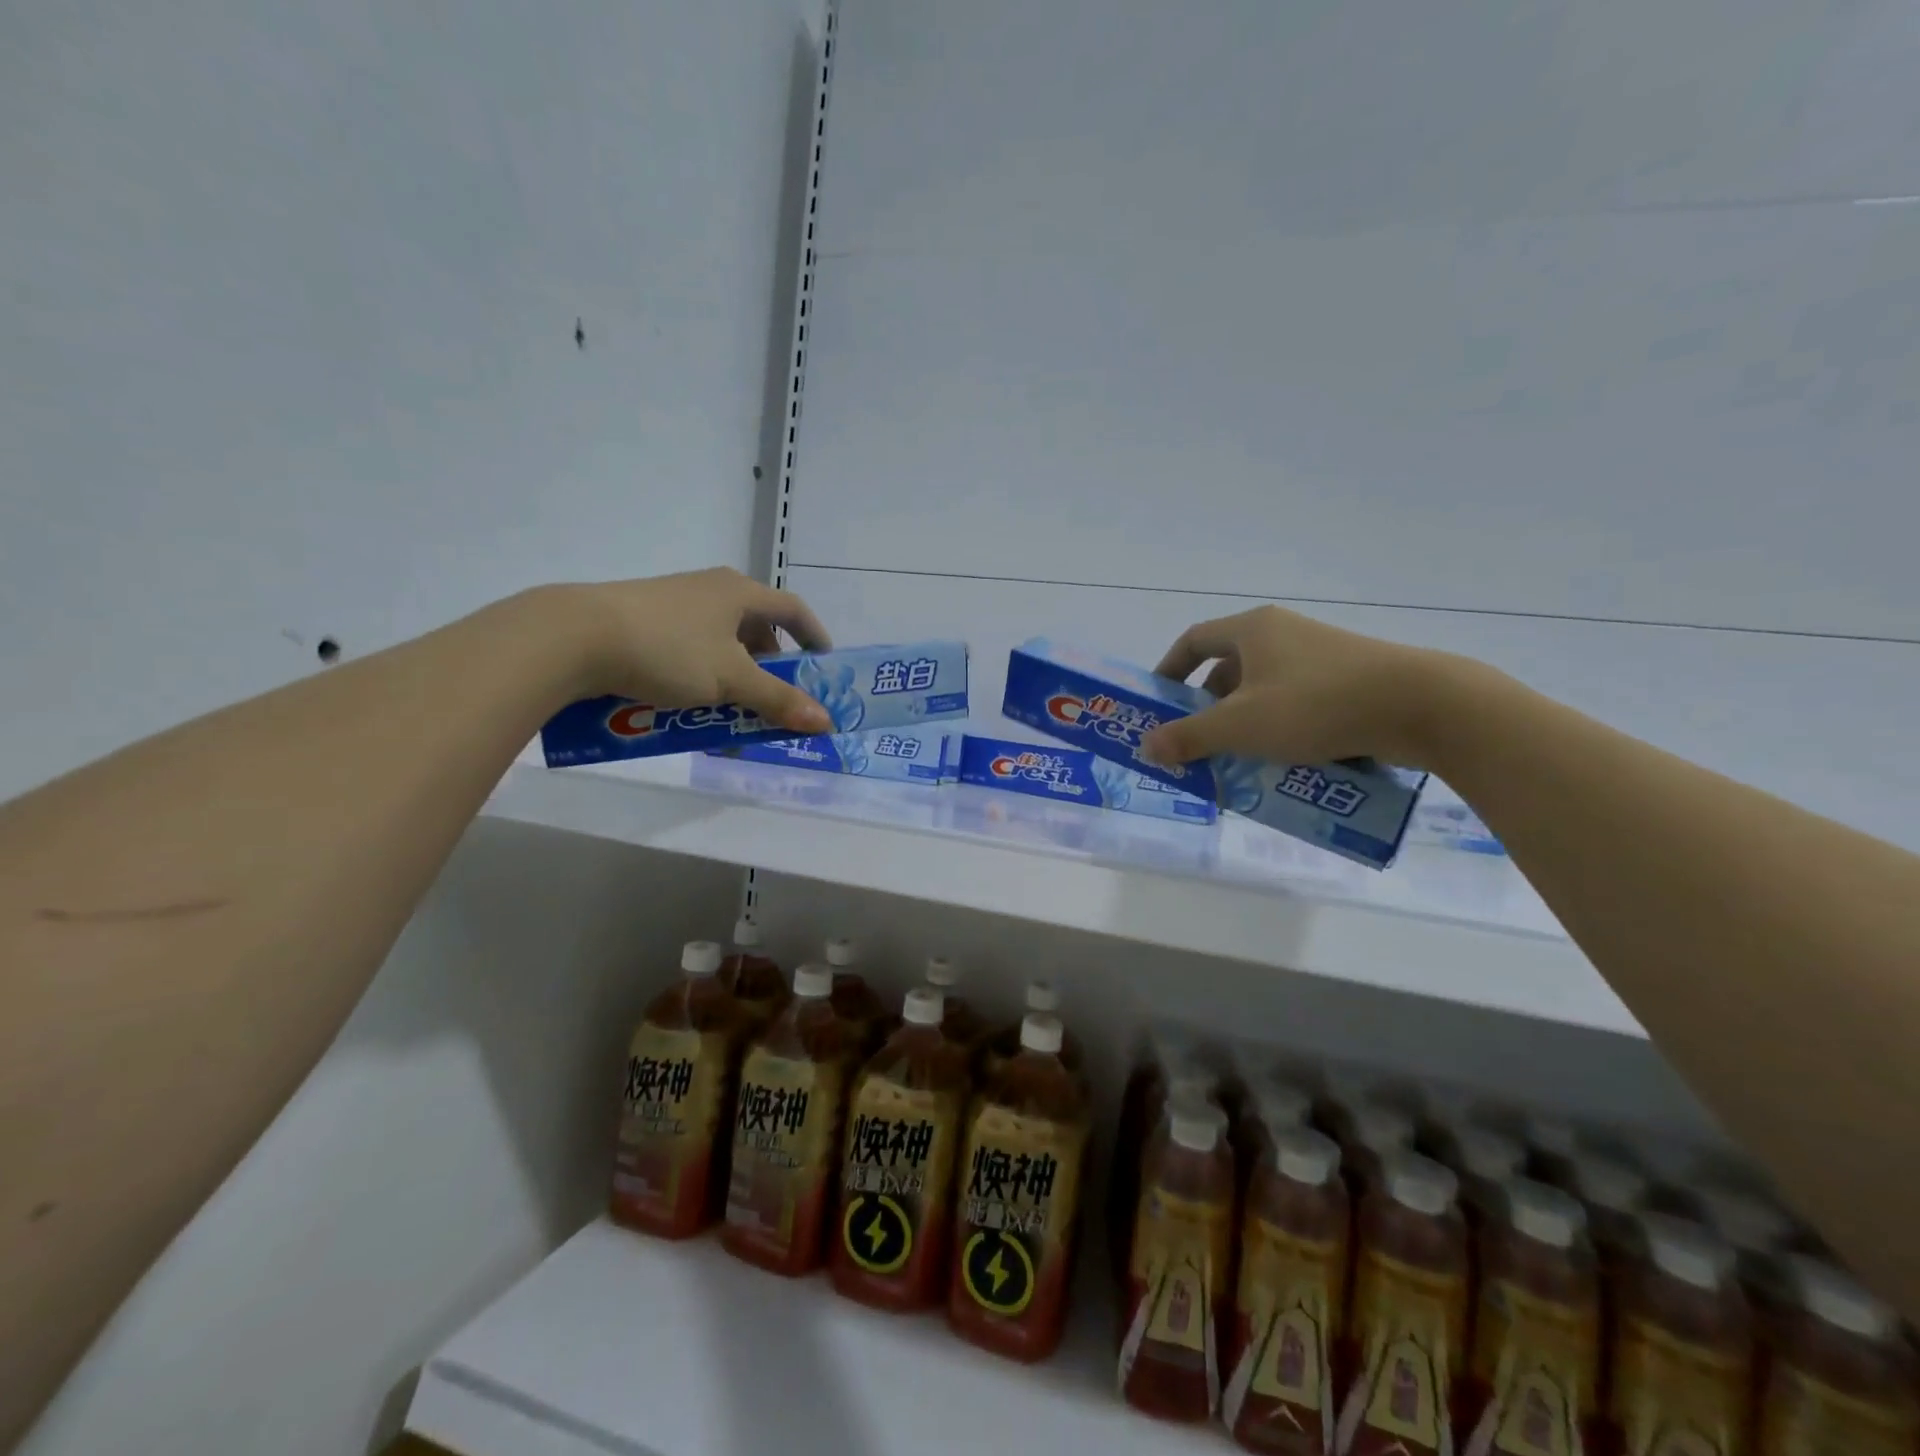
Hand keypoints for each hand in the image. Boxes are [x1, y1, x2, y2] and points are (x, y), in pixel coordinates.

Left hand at [569, 567, 834, 732]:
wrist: (573, 637)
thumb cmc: (668, 650)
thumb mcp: (731, 680)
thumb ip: (778, 700)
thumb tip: (824, 722)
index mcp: (739, 592)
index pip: (793, 609)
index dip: (814, 636)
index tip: (822, 666)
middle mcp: (710, 590)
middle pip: (756, 628)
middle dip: (771, 667)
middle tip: (776, 700)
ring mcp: (674, 603)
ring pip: (720, 643)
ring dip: (735, 678)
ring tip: (732, 711)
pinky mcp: (643, 621)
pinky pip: (689, 650)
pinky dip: (702, 678)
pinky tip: (689, 706)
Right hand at [1139, 604, 1444, 769]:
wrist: (1421, 706)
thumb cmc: (1315, 705)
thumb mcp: (1241, 726)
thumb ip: (1189, 737)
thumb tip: (1146, 747)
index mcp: (1252, 630)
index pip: (1194, 640)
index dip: (1169, 670)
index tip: (1159, 703)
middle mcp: (1284, 633)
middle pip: (1228, 668)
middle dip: (1207, 708)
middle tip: (1198, 743)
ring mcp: (1320, 655)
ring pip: (1264, 689)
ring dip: (1244, 723)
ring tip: (1238, 760)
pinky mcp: (1349, 679)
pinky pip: (1298, 702)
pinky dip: (1280, 728)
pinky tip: (1284, 762)